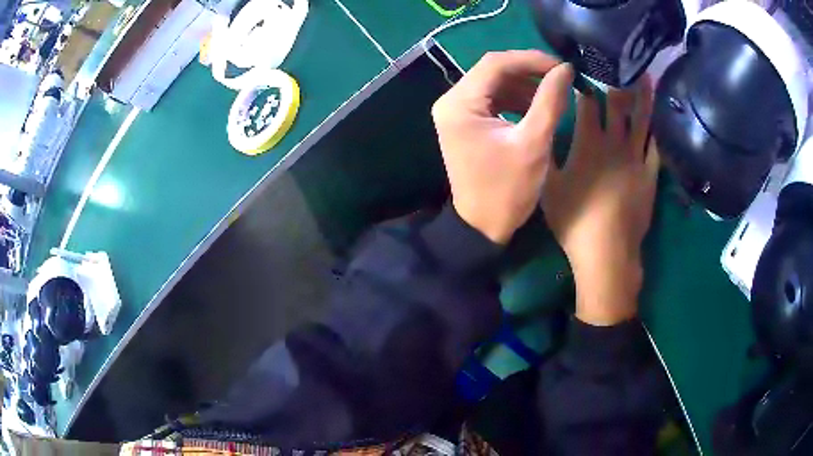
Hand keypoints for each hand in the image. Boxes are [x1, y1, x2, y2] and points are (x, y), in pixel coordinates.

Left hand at [432, 50, 573, 244]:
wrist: (483, 226)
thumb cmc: (507, 191)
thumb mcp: (534, 144)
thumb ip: (550, 101)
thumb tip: (565, 69)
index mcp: (459, 104)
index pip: (496, 64)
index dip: (531, 60)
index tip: (562, 65)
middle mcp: (451, 101)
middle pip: (493, 71)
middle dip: (529, 71)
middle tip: (561, 76)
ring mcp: (456, 111)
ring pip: (494, 83)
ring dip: (524, 85)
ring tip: (554, 92)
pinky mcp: (465, 121)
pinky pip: (492, 99)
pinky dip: (516, 99)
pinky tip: (537, 106)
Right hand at [542, 81, 659, 325]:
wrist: (607, 254)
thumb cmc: (574, 222)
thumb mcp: (549, 188)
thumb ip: (550, 155)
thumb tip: (548, 131)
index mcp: (588, 144)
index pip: (588, 104)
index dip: (585, 85)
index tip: (582, 71)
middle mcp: (615, 144)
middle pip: (618, 104)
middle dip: (616, 80)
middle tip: (618, 60)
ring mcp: (636, 159)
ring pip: (641, 120)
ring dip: (643, 96)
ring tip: (646, 75)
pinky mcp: (650, 176)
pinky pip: (654, 148)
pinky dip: (655, 132)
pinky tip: (656, 121)